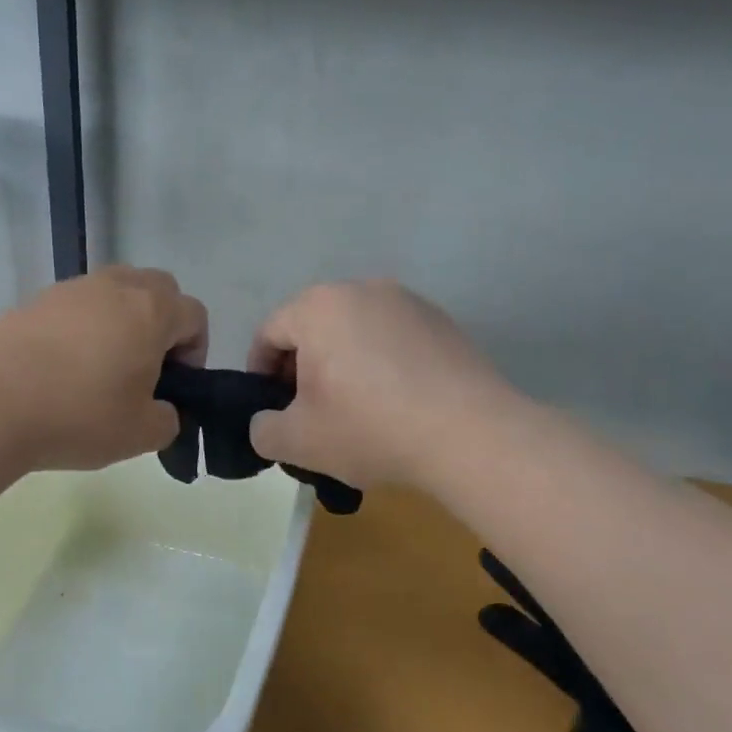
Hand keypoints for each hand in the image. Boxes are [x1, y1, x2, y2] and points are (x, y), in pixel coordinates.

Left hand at [0, 266, 207, 471]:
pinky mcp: (36, 300)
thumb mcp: (141, 434)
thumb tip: (161, 410)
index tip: (175, 384)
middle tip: (146, 366)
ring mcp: (72, 289)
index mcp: (151, 311)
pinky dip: (82, 325)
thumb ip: (168, 419)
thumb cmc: (80, 415)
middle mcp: (115, 287)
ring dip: (121, 319)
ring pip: (114, 290)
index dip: (195, 350)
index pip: (195, 315)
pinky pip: (76, 305)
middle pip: (158, 288)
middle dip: (162, 322)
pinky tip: (62, 366)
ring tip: (101, 364)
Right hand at [246, 280, 512, 489]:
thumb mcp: (298, 442)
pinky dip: (382, 365)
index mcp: (318, 307)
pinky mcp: (442, 322)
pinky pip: (393, 340)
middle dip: (302, 368)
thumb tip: (267, 422)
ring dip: (343, 365)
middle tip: (309, 413)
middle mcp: (361, 289)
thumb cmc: (370, 428)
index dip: (260, 372)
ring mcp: (407, 302)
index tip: (270, 408)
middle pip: (313, 327)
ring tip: (354, 410)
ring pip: (355, 331)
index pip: (270, 332)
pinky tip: (396, 404)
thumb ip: (263, 429)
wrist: (471, 435)